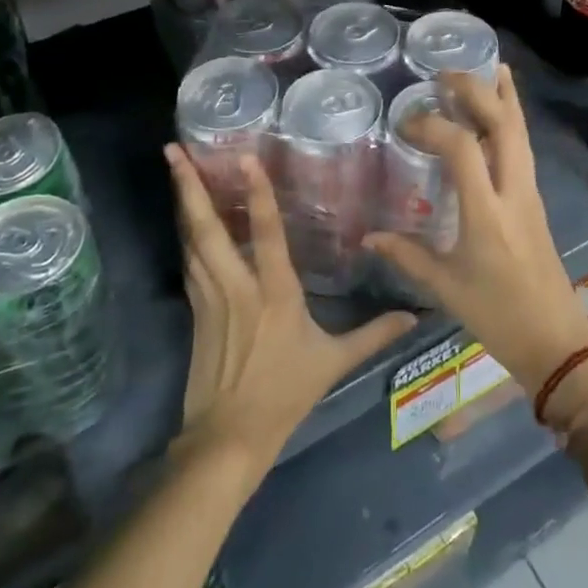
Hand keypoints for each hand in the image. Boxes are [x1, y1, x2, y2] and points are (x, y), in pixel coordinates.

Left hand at [166, 145, 415, 478]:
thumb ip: (374, 335)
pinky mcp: (194, 310)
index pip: (267, 233)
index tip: (244, 157)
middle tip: (173, 149)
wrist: (228, 437)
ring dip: (183, 203)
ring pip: (191, 240)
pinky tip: (183, 217)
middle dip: (189, 187)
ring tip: (175, 167)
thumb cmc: (284, 394)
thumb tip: (413, 316)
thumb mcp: (333, 362)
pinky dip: (185, 233)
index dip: (257, 193)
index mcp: (275, 293)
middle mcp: (237, 286)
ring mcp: (210, 297)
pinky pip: (189, 261)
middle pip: (208, 229)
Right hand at [363, 67, 587, 392]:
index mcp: (487, 213)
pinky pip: (524, 148)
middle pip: (503, 125)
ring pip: (521, 132)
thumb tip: (369, 236)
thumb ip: (406, 255)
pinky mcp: (536, 200)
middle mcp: (513, 192)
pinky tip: (502, 112)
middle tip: (447, 73)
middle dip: (477, 91)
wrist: (555, 341)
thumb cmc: (496, 315)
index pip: (462, 148)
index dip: (433, 126)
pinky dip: (513, 121)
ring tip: (488, 69)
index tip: (407, 125)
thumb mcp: (445, 287)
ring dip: (503, 98)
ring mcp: (530, 193)